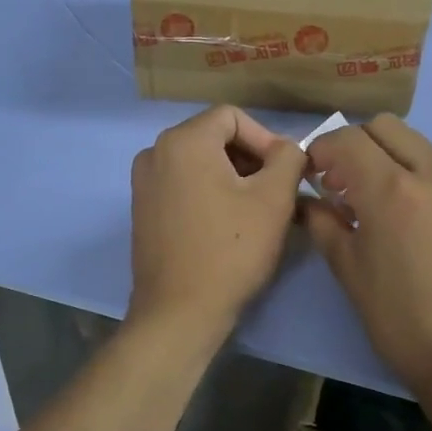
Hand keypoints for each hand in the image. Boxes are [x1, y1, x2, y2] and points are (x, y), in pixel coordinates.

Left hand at [129, 106, 307, 337]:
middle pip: (214, 137)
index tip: (286, 173)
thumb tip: (287, 148)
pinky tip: (229, 225)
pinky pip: (183, 185)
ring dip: (233, 177)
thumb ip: (289, 158)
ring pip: (200, 163)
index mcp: (183, 141)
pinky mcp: (143, 210)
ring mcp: (144, 182)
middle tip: (277, 193)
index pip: (233, 117)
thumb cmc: (231, 251)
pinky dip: (210, 193)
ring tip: (257, 211)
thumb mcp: (274, 199)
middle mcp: (154, 152)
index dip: (266, 139)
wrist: (179, 313)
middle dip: (251, 159)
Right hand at [302, 115, 431, 391]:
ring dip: (382, 153)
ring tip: (366, 197)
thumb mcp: (348, 270)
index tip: (309, 176)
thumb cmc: (398, 318)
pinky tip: (398, 210)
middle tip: (337, 183)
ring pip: (411, 140)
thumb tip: (307, 200)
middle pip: (382, 127)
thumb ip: (322, 222)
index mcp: (392, 190)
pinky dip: (408, 168)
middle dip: (352, 144)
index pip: (347, 140)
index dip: (320, 151)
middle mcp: (430, 173)